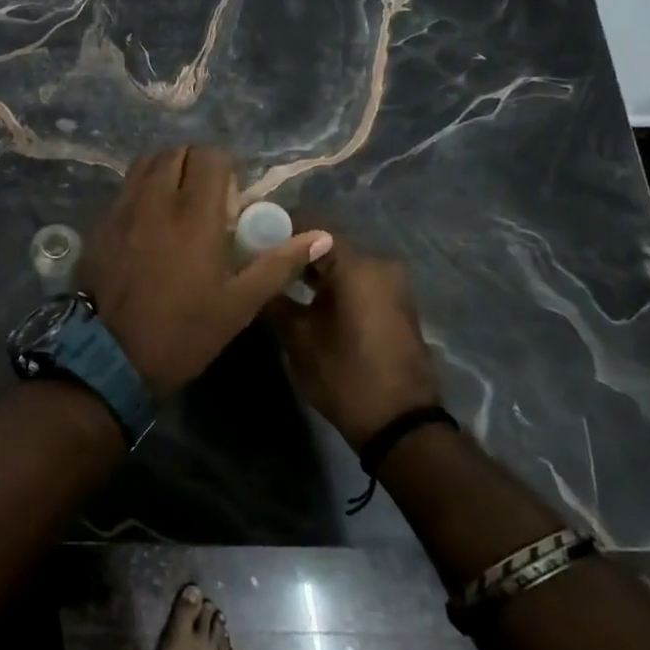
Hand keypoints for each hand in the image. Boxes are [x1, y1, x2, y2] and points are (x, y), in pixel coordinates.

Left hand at [80, 147, 331, 398]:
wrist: (112, 356)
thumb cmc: (184, 332)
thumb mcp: (239, 304)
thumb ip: (278, 263)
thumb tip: (322, 236)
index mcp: (194, 216)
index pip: (208, 157)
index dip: (225, 165)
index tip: (232, 192)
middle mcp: (156, 201)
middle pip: (175, 152)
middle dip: (195, 162)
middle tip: (207, 192)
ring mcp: (123, 209)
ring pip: (145, 163)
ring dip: (166, 168)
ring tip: (178, 197)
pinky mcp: (101, 222)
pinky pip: (125, 187)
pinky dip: (142, 187)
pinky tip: (150, 217)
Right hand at [266, 224, 441, 450]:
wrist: (401, 425)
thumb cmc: (345, 374)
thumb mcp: (298, 337)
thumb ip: (272, 297)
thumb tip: (252, 276)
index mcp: (357, 265)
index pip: (310, 224)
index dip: (276, 226)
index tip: (248, 233)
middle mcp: (379, 264)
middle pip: (327, 241)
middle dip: (292, 247)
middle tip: (256, 256)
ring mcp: (391, 285)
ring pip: (341, 262)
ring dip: (310, 266)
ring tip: (275, 276)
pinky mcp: (394, 304)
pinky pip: (356, 280)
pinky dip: (330, 282)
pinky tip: (303, 295)